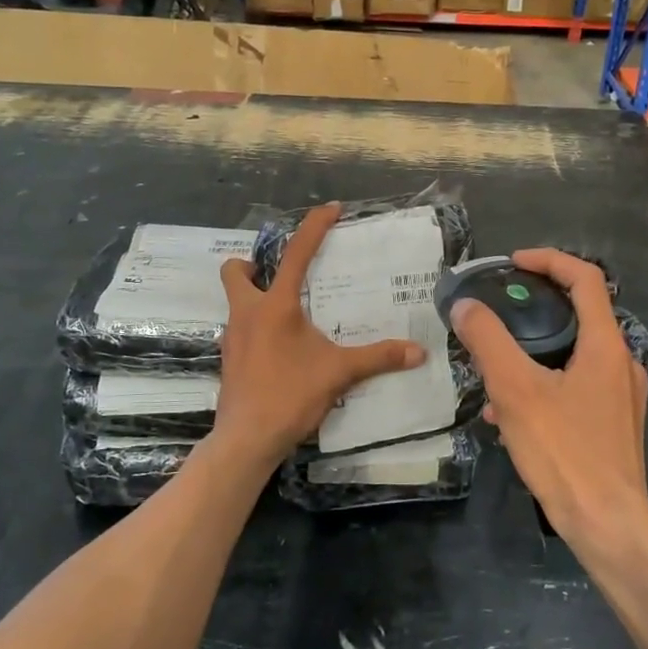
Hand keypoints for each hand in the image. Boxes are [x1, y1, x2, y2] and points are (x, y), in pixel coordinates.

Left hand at [213, 203, 426, 462]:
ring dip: (256, 298)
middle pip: (235, 271)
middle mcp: (247, 313)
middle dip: (253, 265)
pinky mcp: (229, 360)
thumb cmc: (290, 395)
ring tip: (289, 315)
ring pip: (236, 302)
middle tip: (281, 276)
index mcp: (275, 306)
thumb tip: (418, 352)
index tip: (331, 209)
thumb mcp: (339, 373)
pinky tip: (280, 349)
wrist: (246, 439)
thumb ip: (378, 358)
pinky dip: (257, 328)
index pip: (295, 254)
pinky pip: (241, 330)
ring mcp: (232, 337)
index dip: (313, 227)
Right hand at [448, 249, 647, 545]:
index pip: (586, 279)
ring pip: (573, 357)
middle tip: (497, 315)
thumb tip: (464, 306)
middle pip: (579, 316)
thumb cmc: (565, 452)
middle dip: (534, 311)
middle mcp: (622, 364)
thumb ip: (488, 341)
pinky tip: (508, 418)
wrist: (608, 526)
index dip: (549, 260)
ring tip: (492, 375)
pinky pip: (575, 389)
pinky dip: (543, 387)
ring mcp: (622, 398)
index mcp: (607, 346)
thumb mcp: (515, 390)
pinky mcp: (614, 426)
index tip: (513, 263)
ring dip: (533, 355)